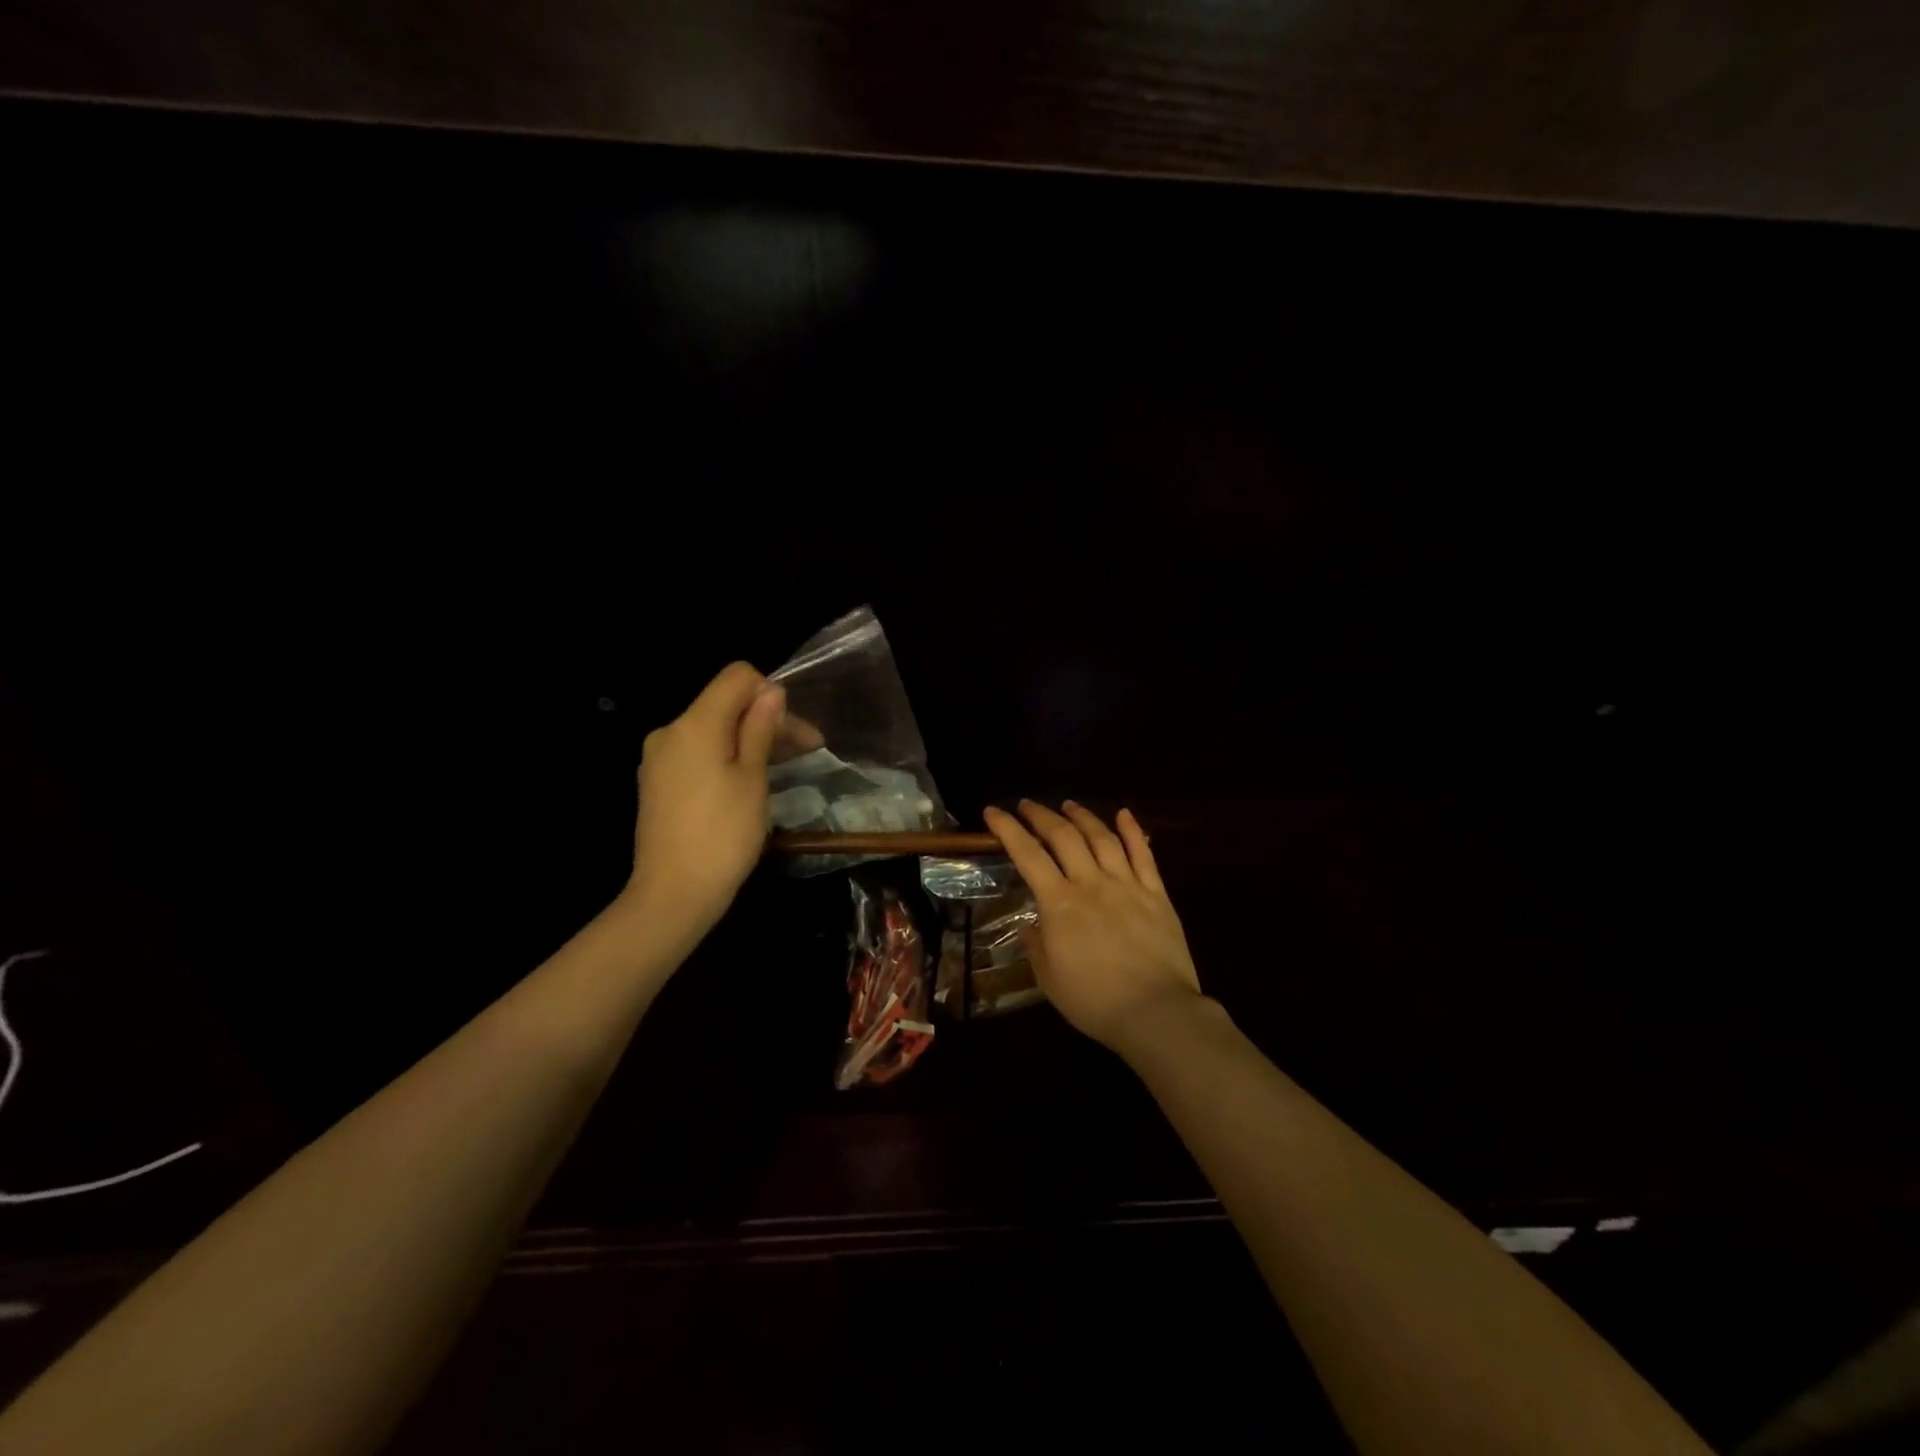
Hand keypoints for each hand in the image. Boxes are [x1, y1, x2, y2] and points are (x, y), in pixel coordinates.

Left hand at [626, 662, 785, 935]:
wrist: (673, 895)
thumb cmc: (723, 835)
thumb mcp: (753, 778)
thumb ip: (760, 729)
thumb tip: (771, 692)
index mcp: (694, 724)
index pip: (736, 677)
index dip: (771, 693)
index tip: (796, 731)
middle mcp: (670, 732)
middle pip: (725, 704)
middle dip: (766, 720)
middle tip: (808, 752)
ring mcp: (659, 759)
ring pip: (712, 731)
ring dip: (748, 740)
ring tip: (783, 769)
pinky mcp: (657, 783)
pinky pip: (697, 754)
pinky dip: (726, 759)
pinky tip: (747, 785)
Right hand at [982, 800, 1204, 1051]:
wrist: (1156, 1012)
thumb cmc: (1095, 1001)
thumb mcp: (1049, 979)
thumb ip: (1036, 946)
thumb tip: (1030, 924)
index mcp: (1060, 904)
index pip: (1027, 855)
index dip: (1008, 829)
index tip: (993, 812)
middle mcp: (1091, 884)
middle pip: (1064, 837)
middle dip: (1042, 815)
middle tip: (1028, 805)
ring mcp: (1127, 885)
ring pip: (1102, 838)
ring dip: (1082, 816)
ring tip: (1068, 805)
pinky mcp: (1156, 894)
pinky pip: (1143, 854)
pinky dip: (1133, 830)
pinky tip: (1124, 814)